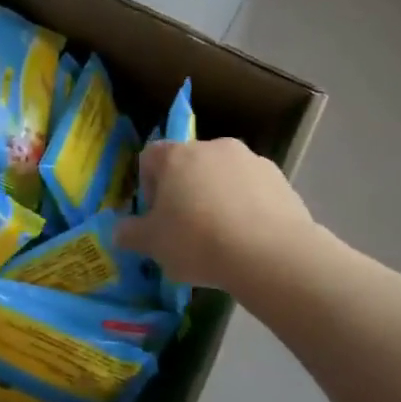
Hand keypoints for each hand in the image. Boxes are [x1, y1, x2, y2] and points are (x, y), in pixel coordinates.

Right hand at [115, 137, 323, 293]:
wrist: (271, 254)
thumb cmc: (198, 242)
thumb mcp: (152, 245)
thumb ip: (130, 234)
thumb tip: (120, 231)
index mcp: (177, 156)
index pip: (150, 157)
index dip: (148, 185)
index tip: (155, 215)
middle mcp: (213, 147)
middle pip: (189, 164)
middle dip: (184, 191)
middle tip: (186, 228)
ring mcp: (251, 160)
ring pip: (222, 176)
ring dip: (216, 197)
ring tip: (221, 236)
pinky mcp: (280, 179)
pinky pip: (252, 189)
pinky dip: (246, 206)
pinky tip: (247, 238)